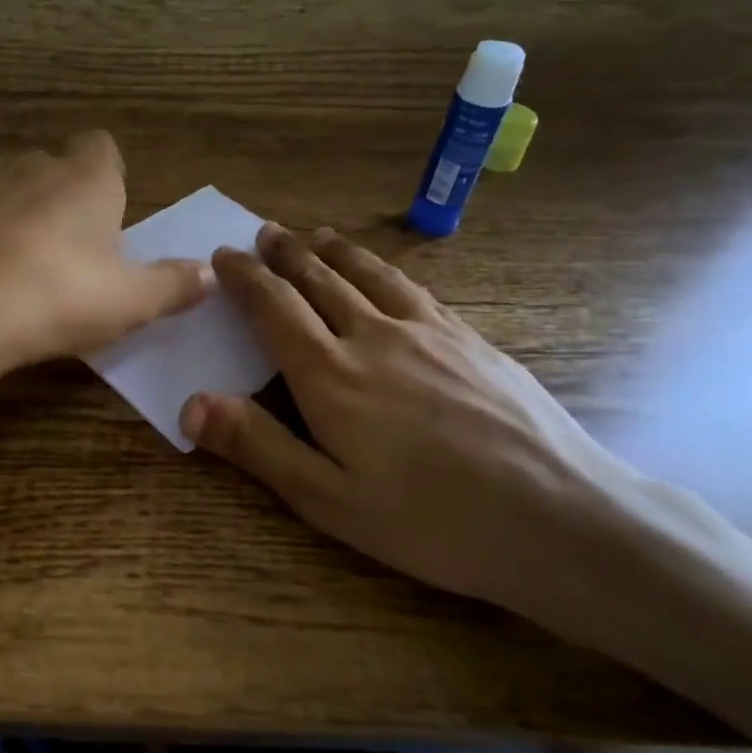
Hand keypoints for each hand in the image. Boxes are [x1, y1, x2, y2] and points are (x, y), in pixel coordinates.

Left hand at [0, 132, 211, 382]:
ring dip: (18, 207)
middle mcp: (33, 167)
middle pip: (54, 165)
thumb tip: (210, 274)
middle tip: (73, 248)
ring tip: (24, 256)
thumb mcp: (130, 301)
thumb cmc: (60, 296)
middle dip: (64, 194)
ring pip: (7, 182)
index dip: (108, 173)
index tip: (110, 212)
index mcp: (86, 178)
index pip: (102, 146)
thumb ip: (172, 285)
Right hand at [179, 223, 653, 633]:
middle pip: (320, 281)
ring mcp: (429, 333)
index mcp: (331, 376)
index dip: (245, 279)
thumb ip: (258, 446)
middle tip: (264, 232)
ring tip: (315, 236)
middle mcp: (374, 338)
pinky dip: (385, 270)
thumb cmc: (432, 521)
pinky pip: (415, 289)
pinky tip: (387, 275)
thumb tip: (191, 403)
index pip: (274, 309)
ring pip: (369, 275)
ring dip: (334, 252)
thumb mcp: (329, 500)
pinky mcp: (472, 340)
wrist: (560, 518)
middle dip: (285, 254)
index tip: (224, 256)